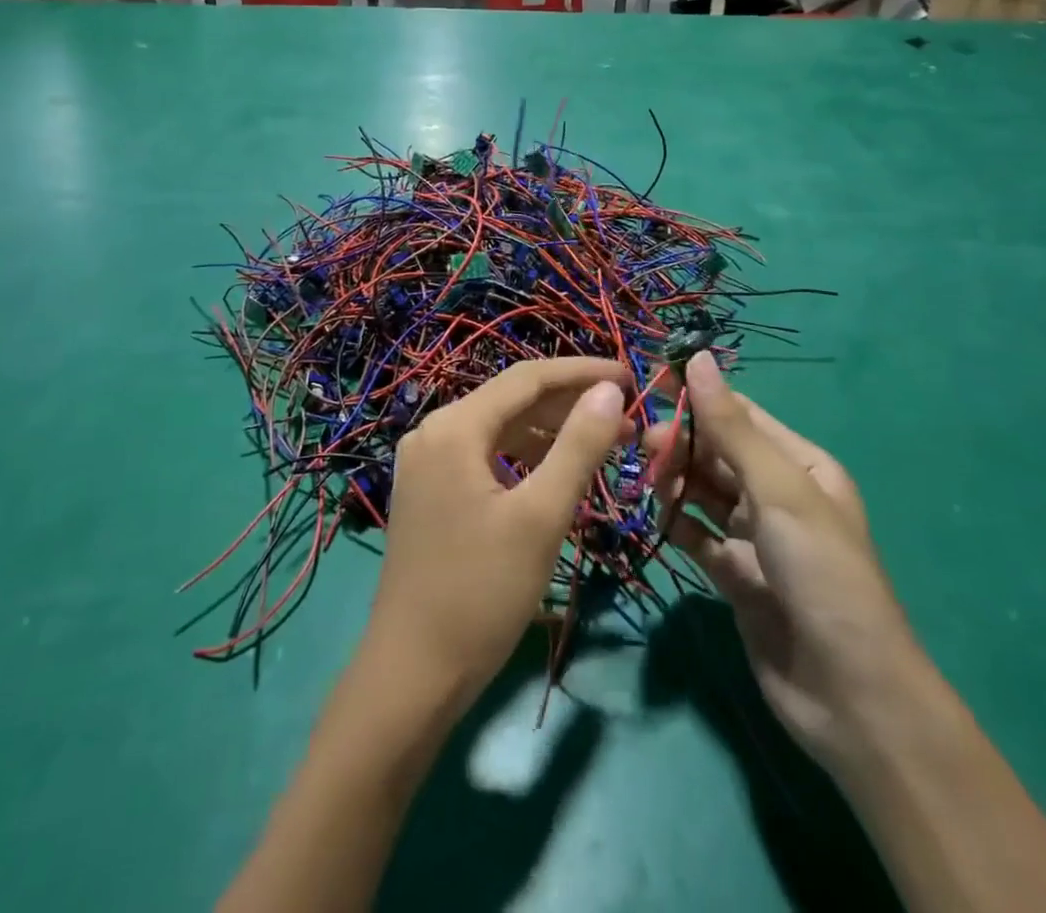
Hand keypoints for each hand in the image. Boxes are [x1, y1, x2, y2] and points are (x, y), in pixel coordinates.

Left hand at [364, 358, 632, 709]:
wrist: (412, 673)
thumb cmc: (481, 592)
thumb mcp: (540, 517)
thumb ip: (578, 446)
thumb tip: (610, 391)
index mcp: (455, 426)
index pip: (528, 378)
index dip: (583, 372)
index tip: (633, 378)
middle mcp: (434, 431)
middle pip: (512, 399)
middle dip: (571, 404)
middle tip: (628, 418)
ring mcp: (427, 461)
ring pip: (500, 428)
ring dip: (551, 431)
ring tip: (605, 443)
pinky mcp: (430, 490)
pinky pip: (485, 455)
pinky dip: (524, 456)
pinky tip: (557, 470)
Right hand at [646, 353, 923, 763]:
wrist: (849, 694)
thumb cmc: (821, 572)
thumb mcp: (779, 489)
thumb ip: (731, 426)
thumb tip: (697, 358)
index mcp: (800, 465)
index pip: (739, 414)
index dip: (695, 397)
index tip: (646, 385)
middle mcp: (778, 495)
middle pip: (717, 453)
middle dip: (681, 443)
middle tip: (642, 446)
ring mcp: (757, 538)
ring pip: (704, 492)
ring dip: (675, 481)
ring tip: (650, 482)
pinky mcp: (737, 577)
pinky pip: (698, 536)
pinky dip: (678, 524)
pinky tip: (662, 520)